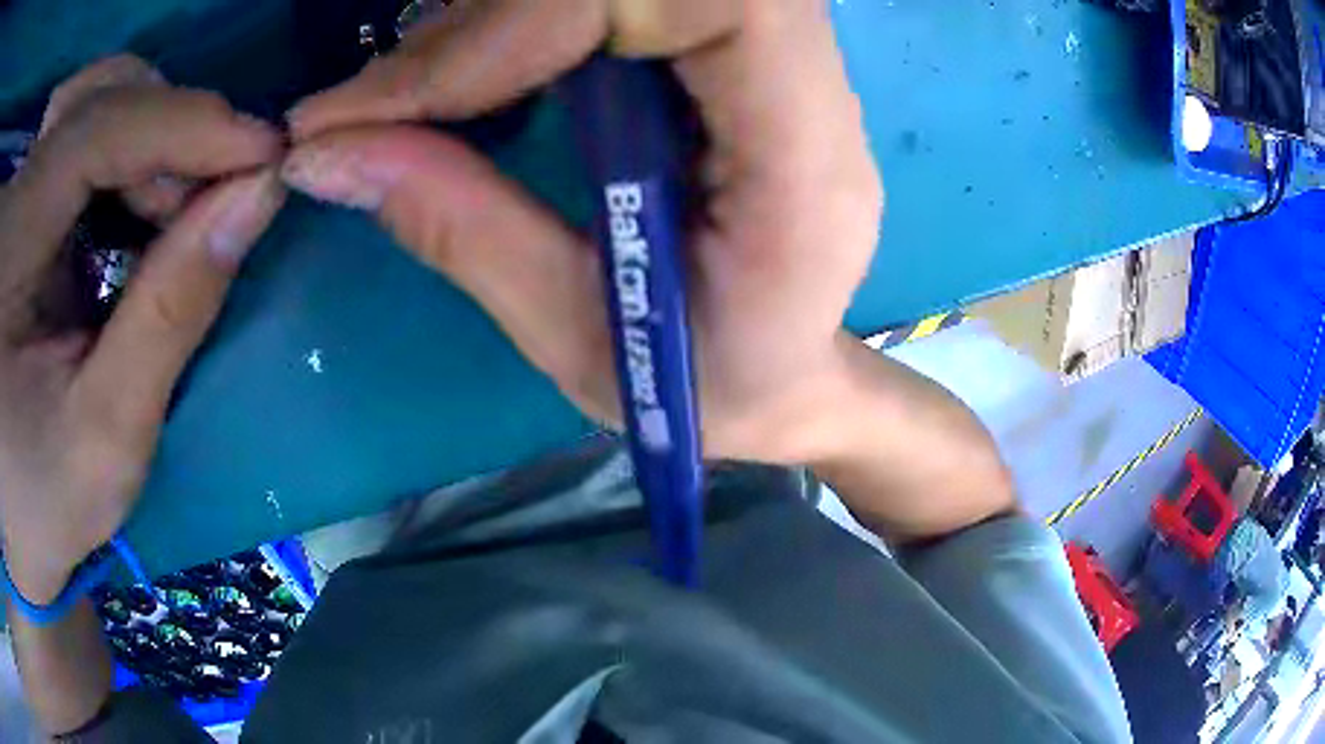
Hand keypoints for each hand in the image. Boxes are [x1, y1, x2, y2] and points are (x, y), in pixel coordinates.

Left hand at [0, 57, 284, 602]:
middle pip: (103, 91)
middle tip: (209, 201)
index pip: (106, 124)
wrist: (9, 520)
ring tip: (167, 209)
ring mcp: (18, 191)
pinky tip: (126, 205)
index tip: (269, 154)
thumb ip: (170, 313)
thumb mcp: (102, 439)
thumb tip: (255, 197)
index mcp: (12, 238)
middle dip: (168, 130)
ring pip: (92, 97)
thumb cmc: (34, 507)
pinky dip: (115, 150)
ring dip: (144, 135)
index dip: (192, 124)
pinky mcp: (18, 203)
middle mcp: (18, 190)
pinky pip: (73, 130)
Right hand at [283, 0, 882, 463]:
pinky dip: (525, 20)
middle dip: (500, 13)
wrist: (784, 378)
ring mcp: (784, 65)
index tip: (417, 92)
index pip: (716, 1)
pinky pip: (627, 1)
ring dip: (500, 14)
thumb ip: (461, 229)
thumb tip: (325, 152)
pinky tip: (468, 79)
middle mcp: (812, 92)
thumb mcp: (578, 341)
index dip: (552, 9)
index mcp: (806, 166)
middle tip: (383, 99)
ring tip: (410, 97)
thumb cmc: (705, 391)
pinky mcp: (738, 57)